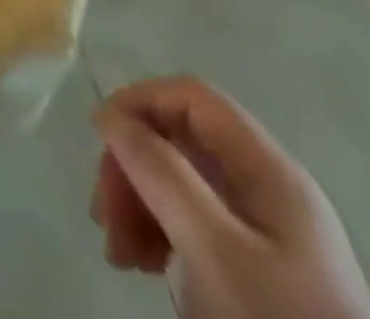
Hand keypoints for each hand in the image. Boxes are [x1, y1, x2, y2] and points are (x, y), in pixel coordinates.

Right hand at [90, 77, 369, 318]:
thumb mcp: (213, 249)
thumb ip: (160, 172)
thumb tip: (110, 115)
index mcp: (269, 169)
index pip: (192, 97)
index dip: (140, 102)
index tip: (100, 138)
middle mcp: (269, 189)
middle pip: (182, 141)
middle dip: (133, 168)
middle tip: (104, 216)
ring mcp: (268, 233)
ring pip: (183, 184)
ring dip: (139, 204)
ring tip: (121, 254)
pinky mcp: (261, 272)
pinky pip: (197, 226)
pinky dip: (162, 234)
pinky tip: (148, 266)